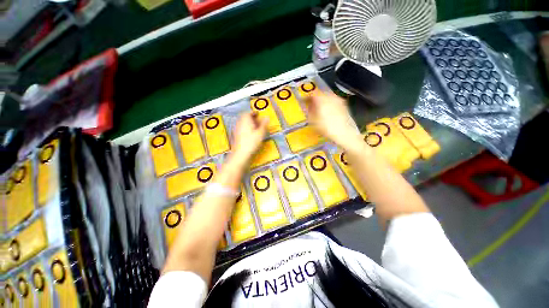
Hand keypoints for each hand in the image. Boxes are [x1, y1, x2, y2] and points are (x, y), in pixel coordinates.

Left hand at [232, 112, 268, 160]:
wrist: (241, 155)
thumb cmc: (252, 143)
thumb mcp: (260, 133)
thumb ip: (264, 124)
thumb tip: (267, 117)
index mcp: (245, 121)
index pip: (248, 113)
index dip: (253, 113)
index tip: (259, 114)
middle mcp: (240, 124)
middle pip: (245, 118)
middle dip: (252, 118)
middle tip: (259, 121)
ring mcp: (237, 130)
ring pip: (243, 124)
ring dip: (249, 124)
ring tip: (257, 128)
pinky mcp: (236, 136)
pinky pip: (242, 129)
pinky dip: (247, 129)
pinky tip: (252, 135)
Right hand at [306, 92, 362, 150]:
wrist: (343, 132)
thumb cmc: (325, 127)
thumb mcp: (313, 121)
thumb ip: (309, 111)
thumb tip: (308, 106)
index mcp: (321, 100)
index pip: (312, 94)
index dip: (306, 97)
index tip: (303, 101)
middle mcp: (330, 97)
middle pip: (320, 94)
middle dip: (315, 99)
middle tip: (311, 105)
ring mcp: (338, 100)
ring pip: (327, 97)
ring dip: (322, 101)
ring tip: (319, 108)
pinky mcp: (343, 104)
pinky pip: (333, 101)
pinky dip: (329, 104)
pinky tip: (328, 111)